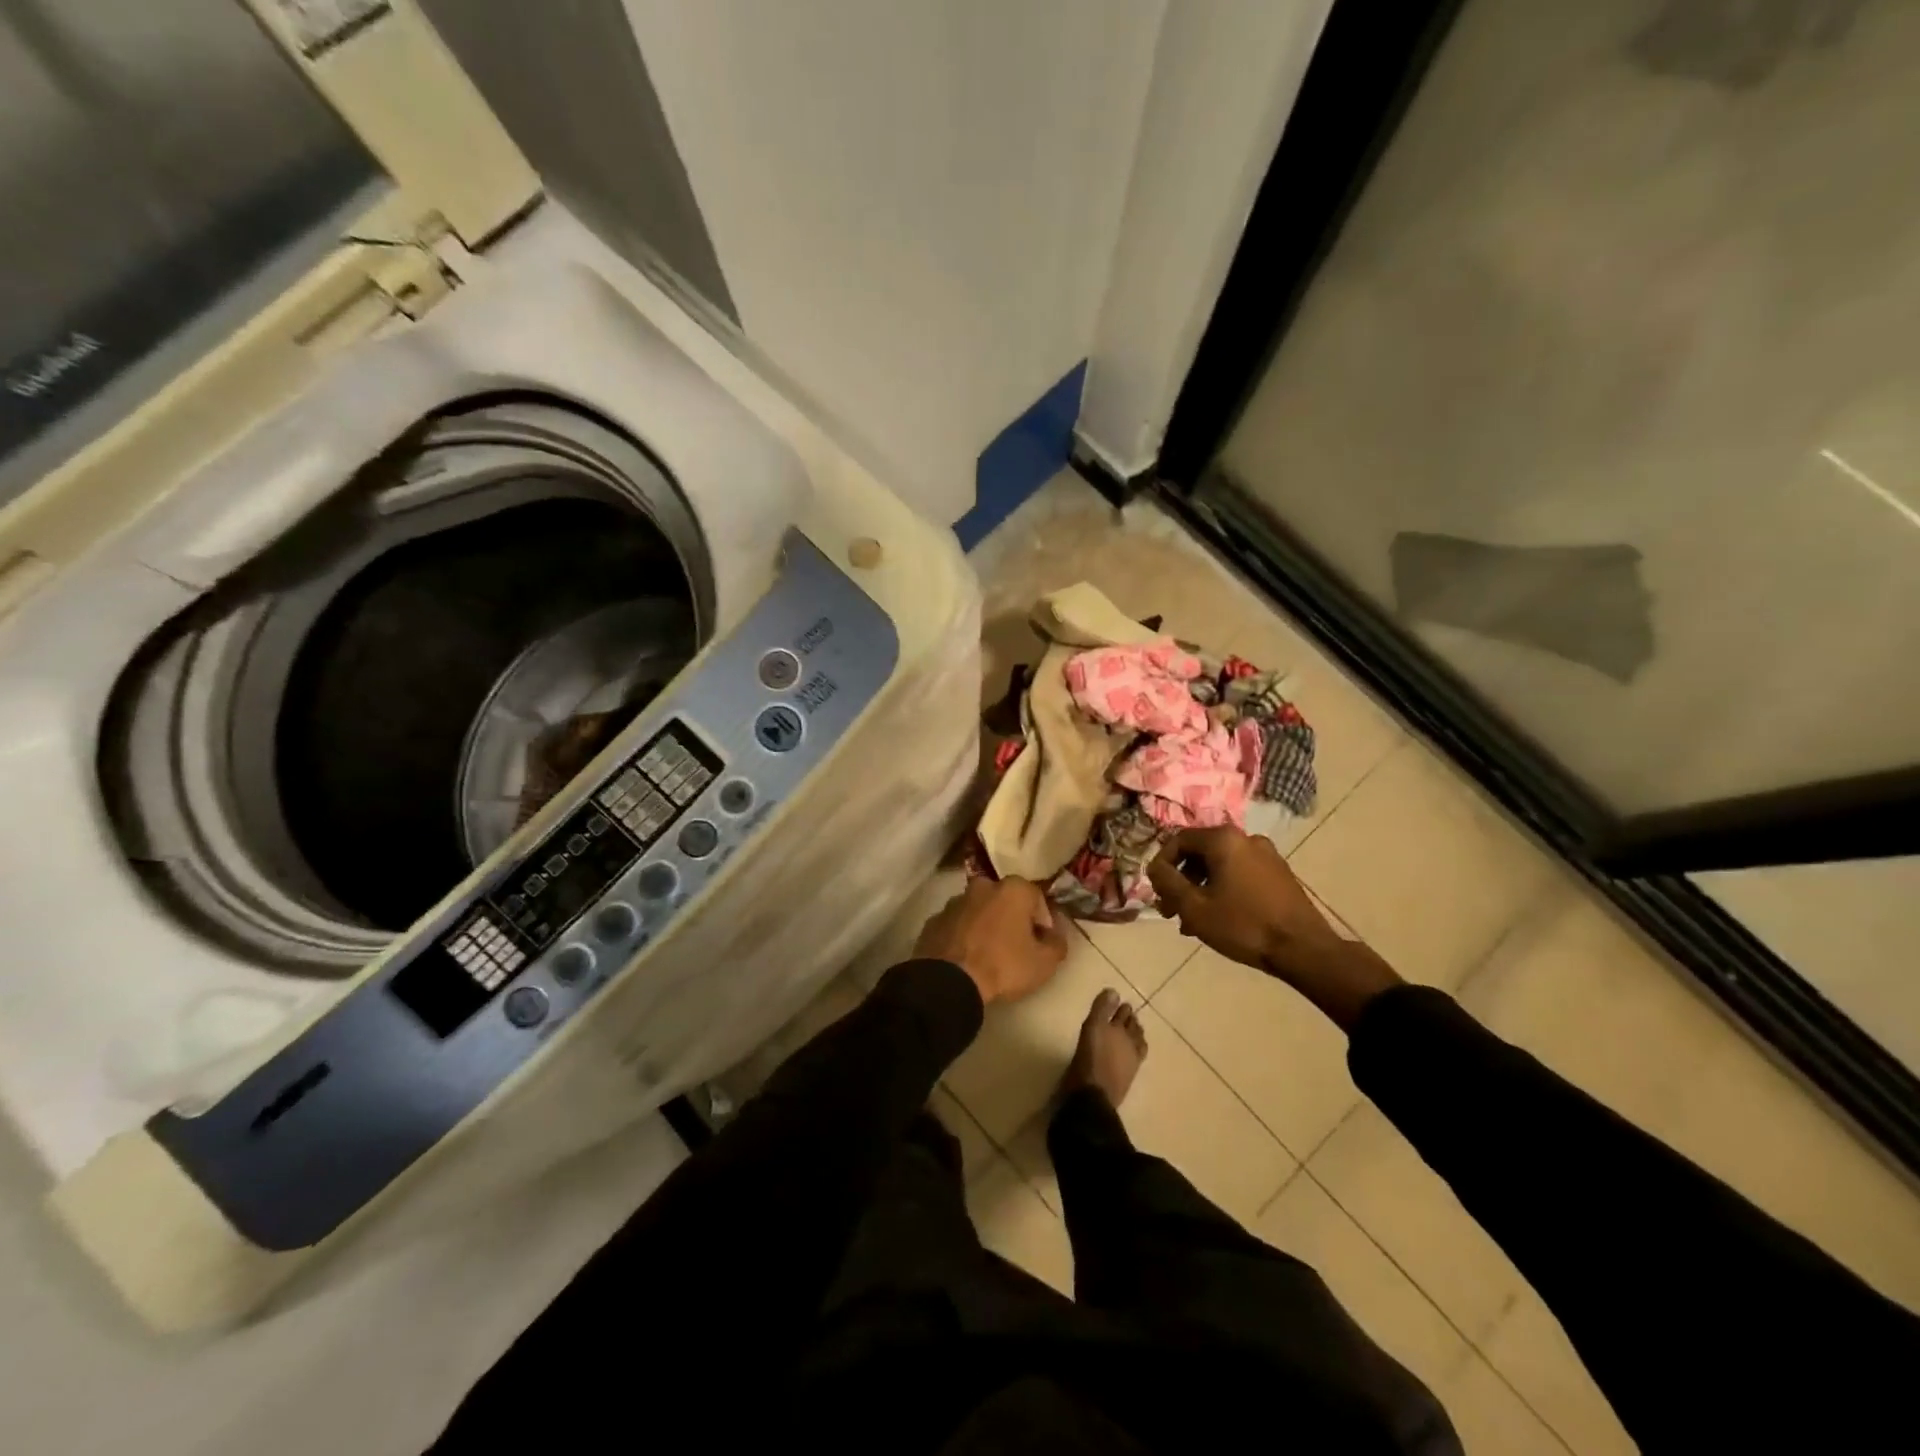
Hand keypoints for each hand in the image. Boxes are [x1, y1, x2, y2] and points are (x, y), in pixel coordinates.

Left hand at [915, 877, 1067, 1005]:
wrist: (949, 982)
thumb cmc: (1003, 966)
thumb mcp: (1044, 963)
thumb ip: (1057, 944)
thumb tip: (1054, 936)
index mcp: (1012, 889)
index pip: (1036, 898)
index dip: (1042, 920)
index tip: (1041, 942)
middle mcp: (982, 887)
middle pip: (1004, 900)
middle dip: (1011, 917)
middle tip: (1016, 945)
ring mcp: (954, 902)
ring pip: (977, 910)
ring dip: (985, 924)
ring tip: (988, 953)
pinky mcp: (933, 921)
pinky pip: (956, 925)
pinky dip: (963, 935)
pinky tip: (966, 958)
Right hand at [1147, 826, 1336, 968]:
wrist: (1304, 949)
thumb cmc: (1243, 925)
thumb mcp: (1194, 907)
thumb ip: (1168, 882)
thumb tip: (1154, 868)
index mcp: (1224, 839)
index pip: (1179, 840)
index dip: (1162, 864)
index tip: (1156, 890)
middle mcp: (1246, 838)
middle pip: (1200, 853)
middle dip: (1181, 881)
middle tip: (1170, 909)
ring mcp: (1267, 856)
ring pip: (1221, 867)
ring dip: (1201, 889)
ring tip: (1191, 921)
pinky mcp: (1280, 875)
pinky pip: (1241, 875)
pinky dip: (1223, 891)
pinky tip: (1219, 919)